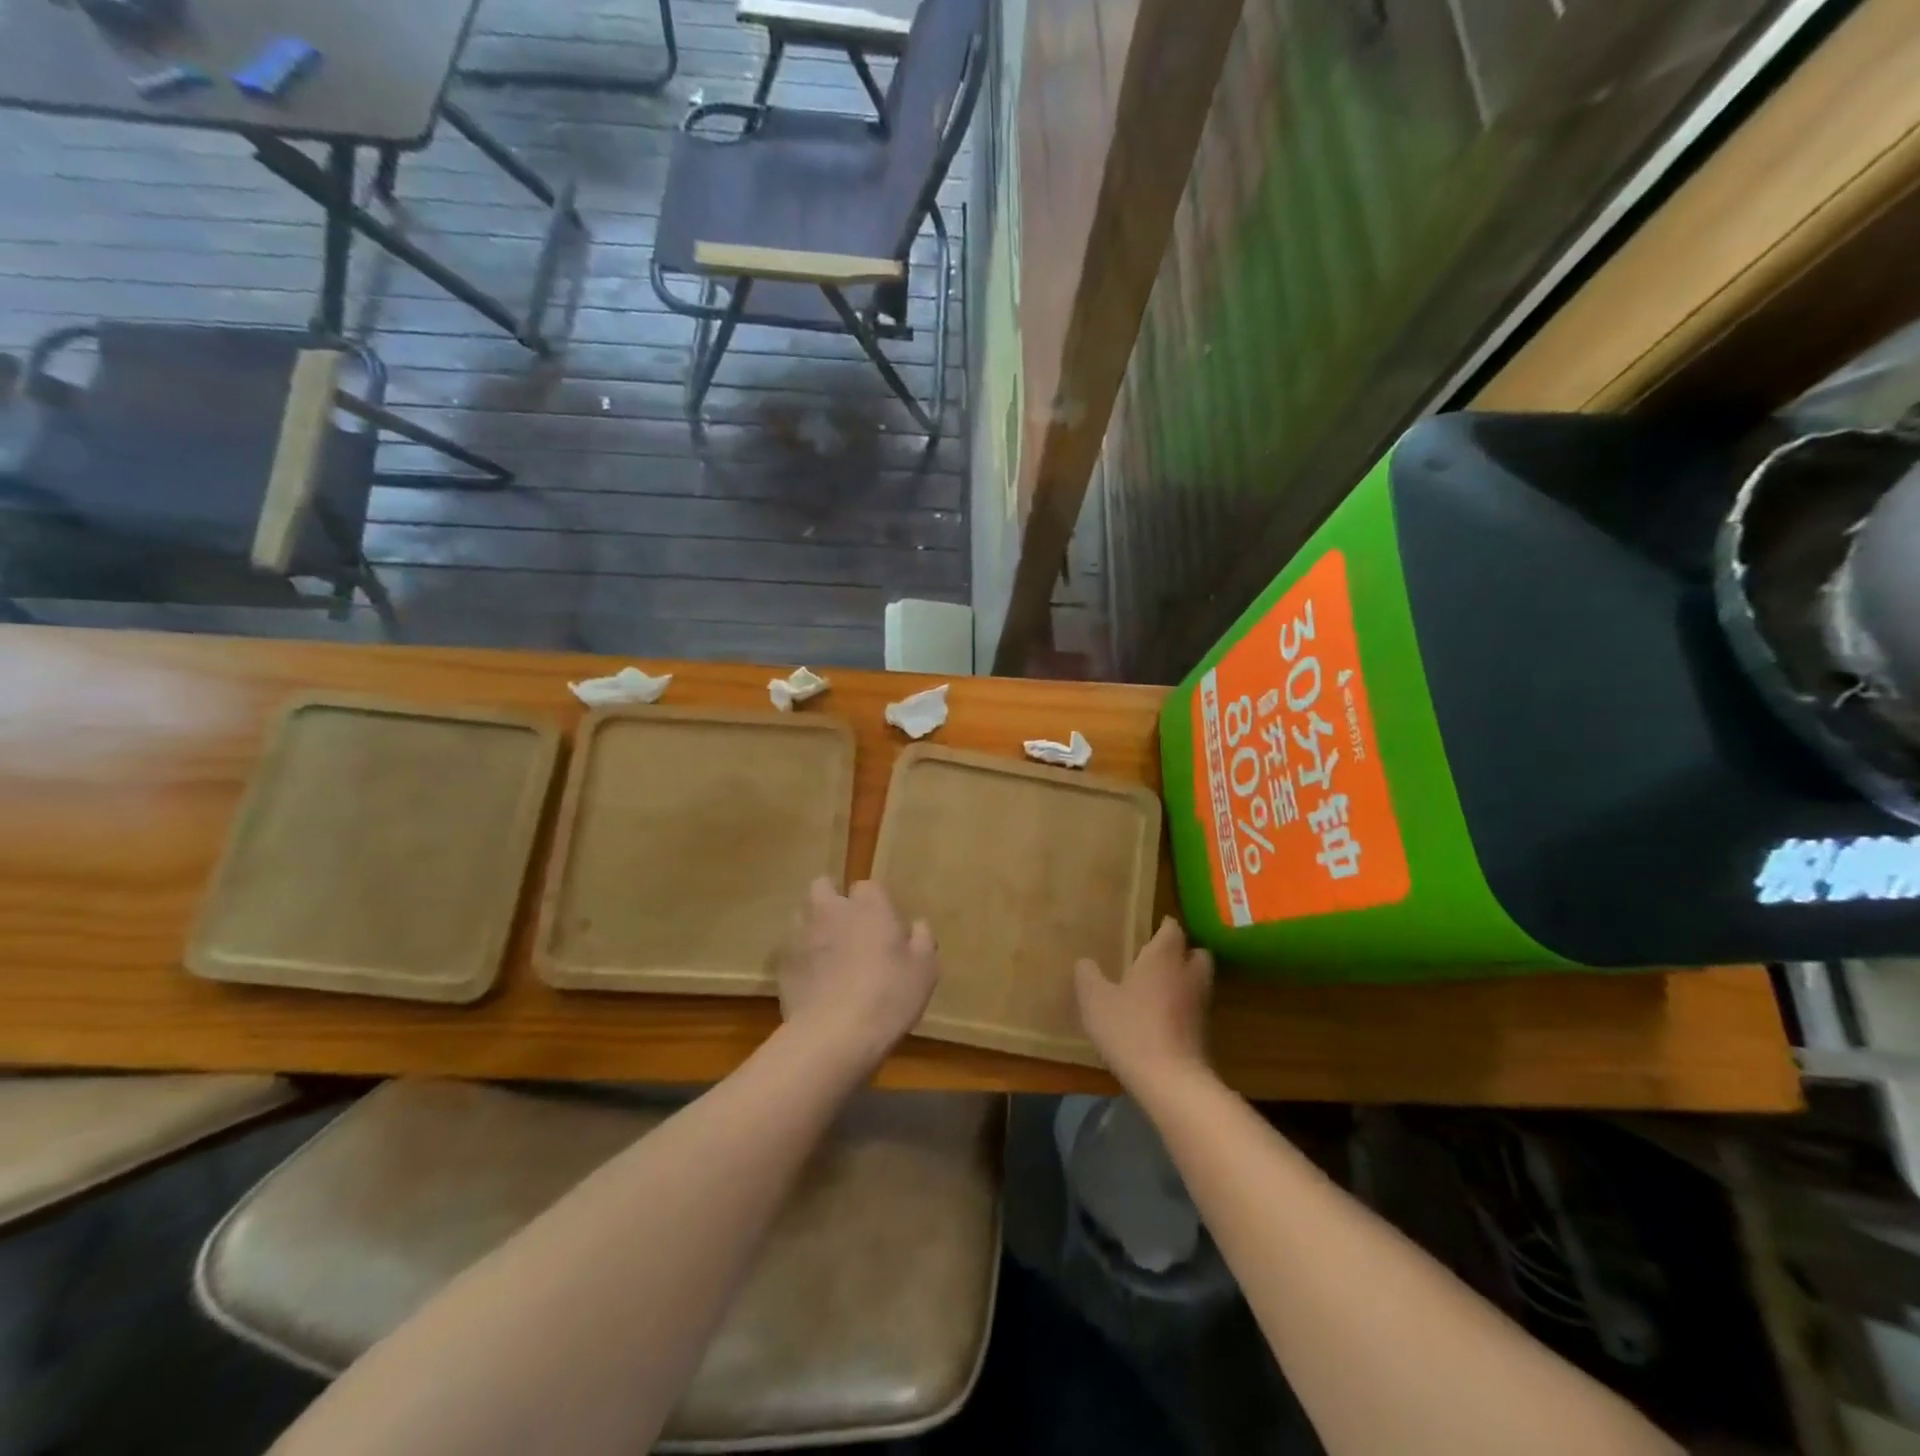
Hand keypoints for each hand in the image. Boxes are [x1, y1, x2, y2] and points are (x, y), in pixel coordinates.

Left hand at [777, 878, 939, 1073]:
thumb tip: (917, 925)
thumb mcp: (924, 970)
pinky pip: (791, 950)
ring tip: (827, 954)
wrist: (834, 1035)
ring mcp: (801, 935)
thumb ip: (922, 940)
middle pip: (823, 887)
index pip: (867, 887)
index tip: (883, 925)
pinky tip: (813, 981)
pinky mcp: (782, 964)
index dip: (874, 904)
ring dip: (813, 926)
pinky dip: (800, 958)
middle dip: (832, 900)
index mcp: (868, 906)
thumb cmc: (888, 995)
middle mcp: (831, 910)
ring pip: (802, 915)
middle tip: (848, 928)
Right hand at [1075, 917, 1213, 1088]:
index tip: (1151, 928)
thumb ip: (1088, 976)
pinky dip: (1184, 1007)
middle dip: (1181, 951)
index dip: (1163, 926)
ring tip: (1158, 988)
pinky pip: (1195, 1007)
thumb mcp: (1095, 1000)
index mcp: (1164, 956)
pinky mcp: (1206, 1032)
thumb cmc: (1131, 1029)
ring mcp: (1201, 1004)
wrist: (1171, 1081)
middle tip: (1157, 958)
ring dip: (1184, 980)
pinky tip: (1162, 1017)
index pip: (1172, 928)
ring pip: (1198, 980)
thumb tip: (1085, 962)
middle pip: (1196, 951)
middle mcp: (1188, 973)